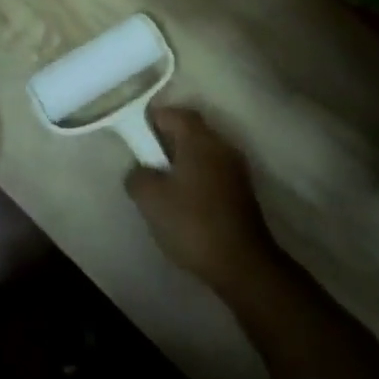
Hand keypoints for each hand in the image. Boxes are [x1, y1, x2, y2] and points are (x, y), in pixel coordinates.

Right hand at [125, 106, 278, 293]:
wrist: (242, 265)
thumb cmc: (193, 223)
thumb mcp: (150, 199)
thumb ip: (137, 175)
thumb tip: (140, 170)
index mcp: (199, 139)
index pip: (174, 113)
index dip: (152, 119)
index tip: (136, 135)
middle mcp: (221, 146)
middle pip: (190, 131)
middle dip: (167, 140)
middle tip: (146, 159)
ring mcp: (236, 169)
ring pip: (203, 153)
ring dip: (183, 161)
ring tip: (162, 183)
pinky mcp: (242, 193)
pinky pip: (213, 172)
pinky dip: (196, 178)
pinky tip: (184, 201)